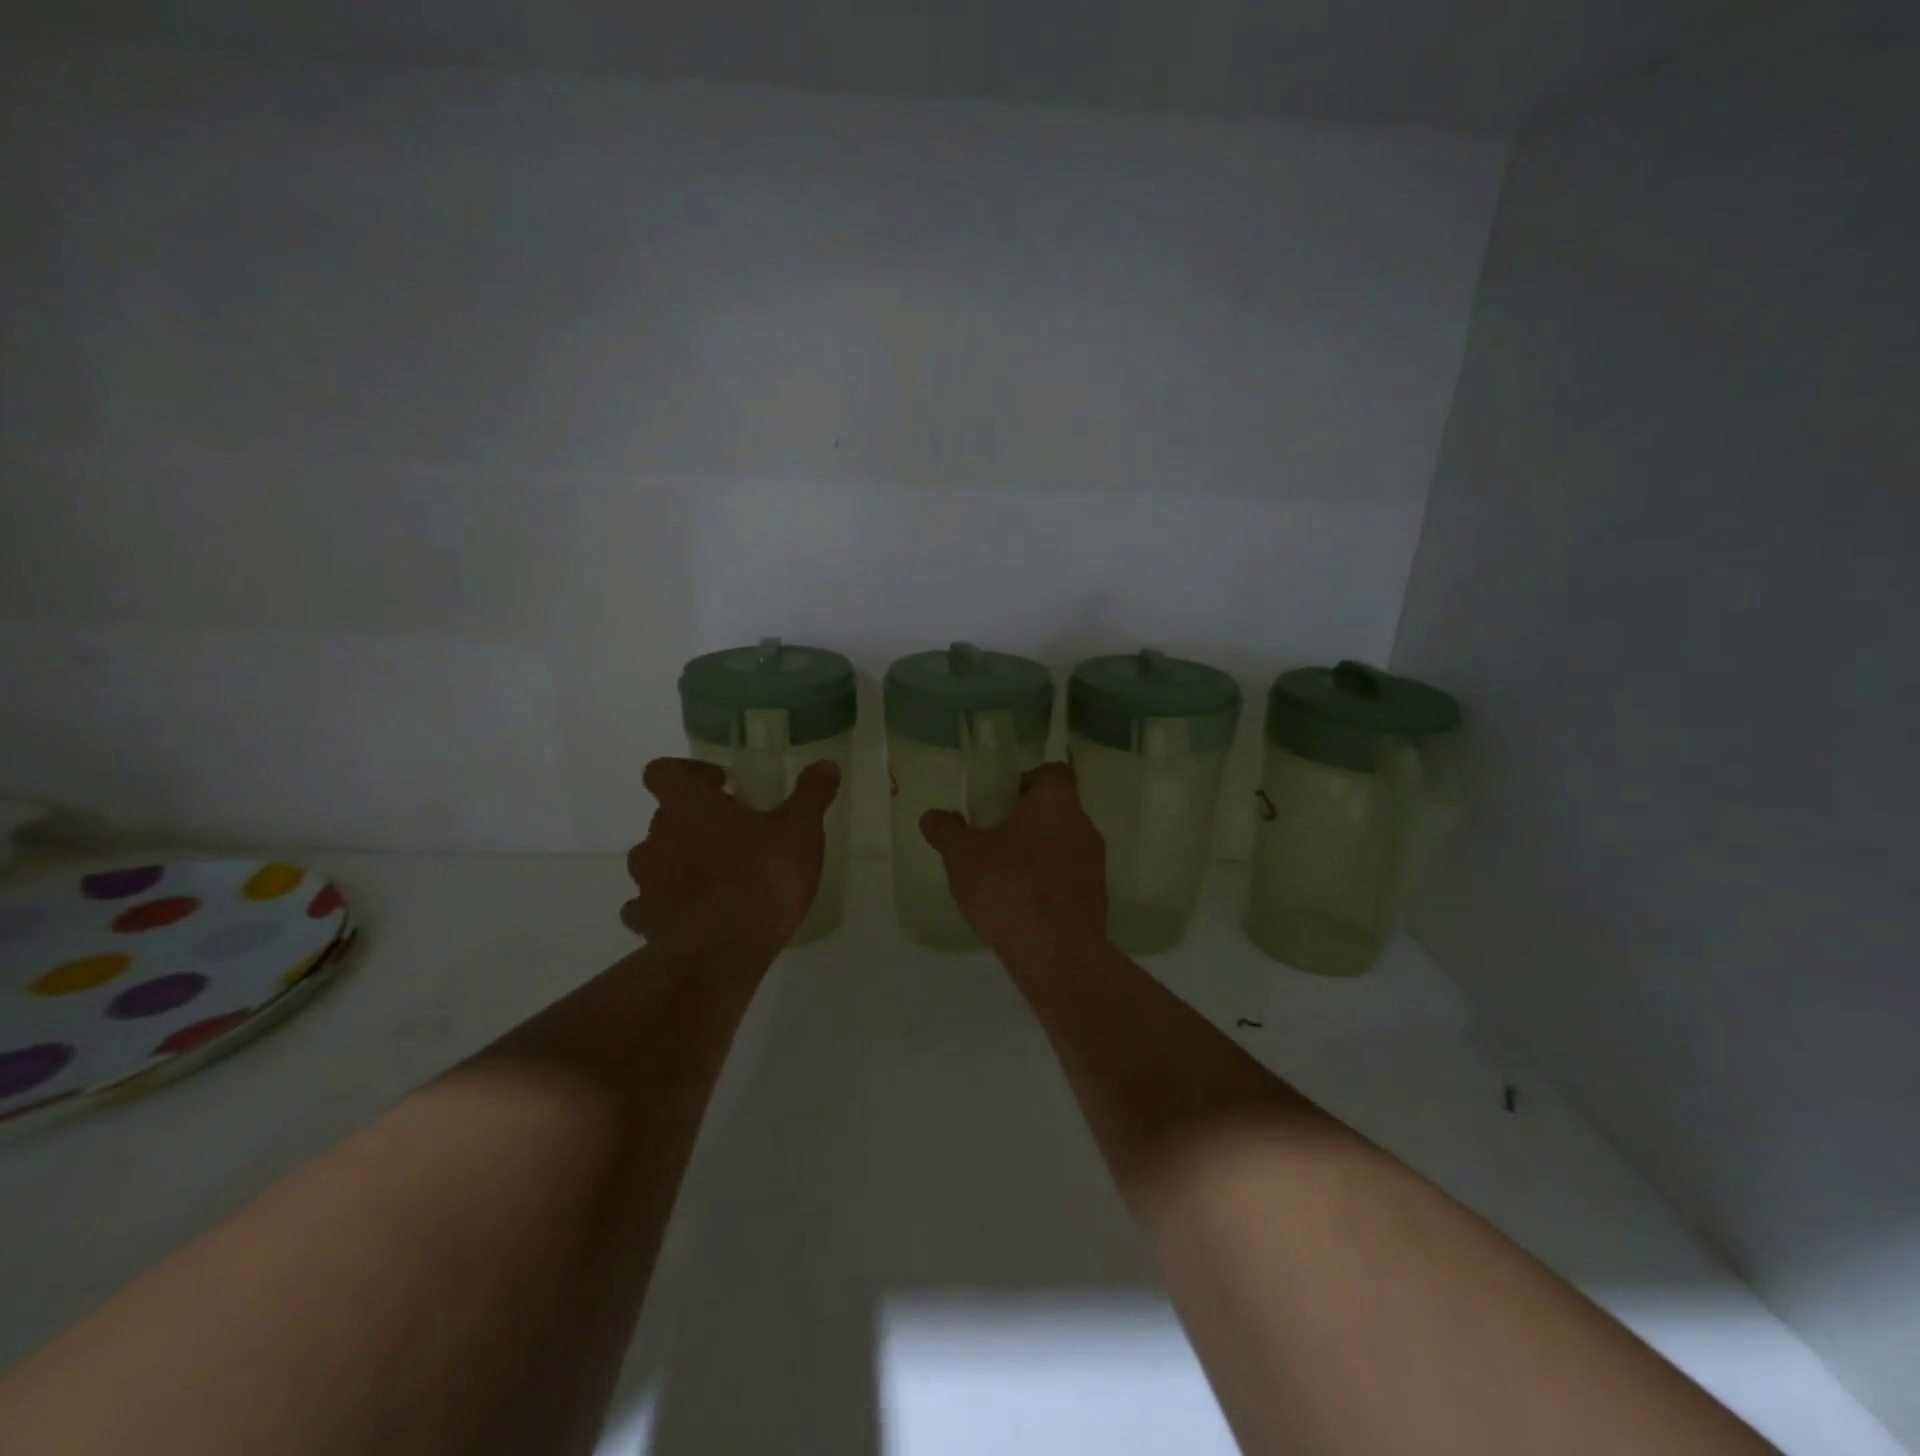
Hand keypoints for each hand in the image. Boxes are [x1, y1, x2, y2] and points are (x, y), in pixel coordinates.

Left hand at [623, 757, 840, 960]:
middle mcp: (657, 836)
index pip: (663, 771)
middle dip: (695, 820)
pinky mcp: (645, 920)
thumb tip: (826, 764)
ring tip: (717, 877)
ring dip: (679, 861)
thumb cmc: (762, 877)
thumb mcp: (800, 831)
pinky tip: (696, 914)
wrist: (722, 953)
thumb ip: (811, 795)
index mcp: (688, 805)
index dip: (688, 772)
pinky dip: (668, 904)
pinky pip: (648, 904)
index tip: (722, 785)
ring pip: (654, 859)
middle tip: (735, 834)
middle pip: (665, 815)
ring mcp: (646, 881)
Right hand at [919, 763, 1108, 949]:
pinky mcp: (1096, 899)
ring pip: (1062, 846)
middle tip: (993, 841)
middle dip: (1026, 822)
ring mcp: (1095, 864)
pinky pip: (1068, 879)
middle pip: (1056, 811)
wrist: (1056, 952)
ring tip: (1003, 877)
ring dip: (1037, 855)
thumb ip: (947, 830)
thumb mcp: (963, 855)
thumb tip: (932, 815)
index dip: (1026, 782)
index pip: (1053, 773)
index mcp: (1057, 802)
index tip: (1000, 803)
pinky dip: (1048, 885)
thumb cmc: (1009, 886)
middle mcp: (1084, 825)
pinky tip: (1022, 906)